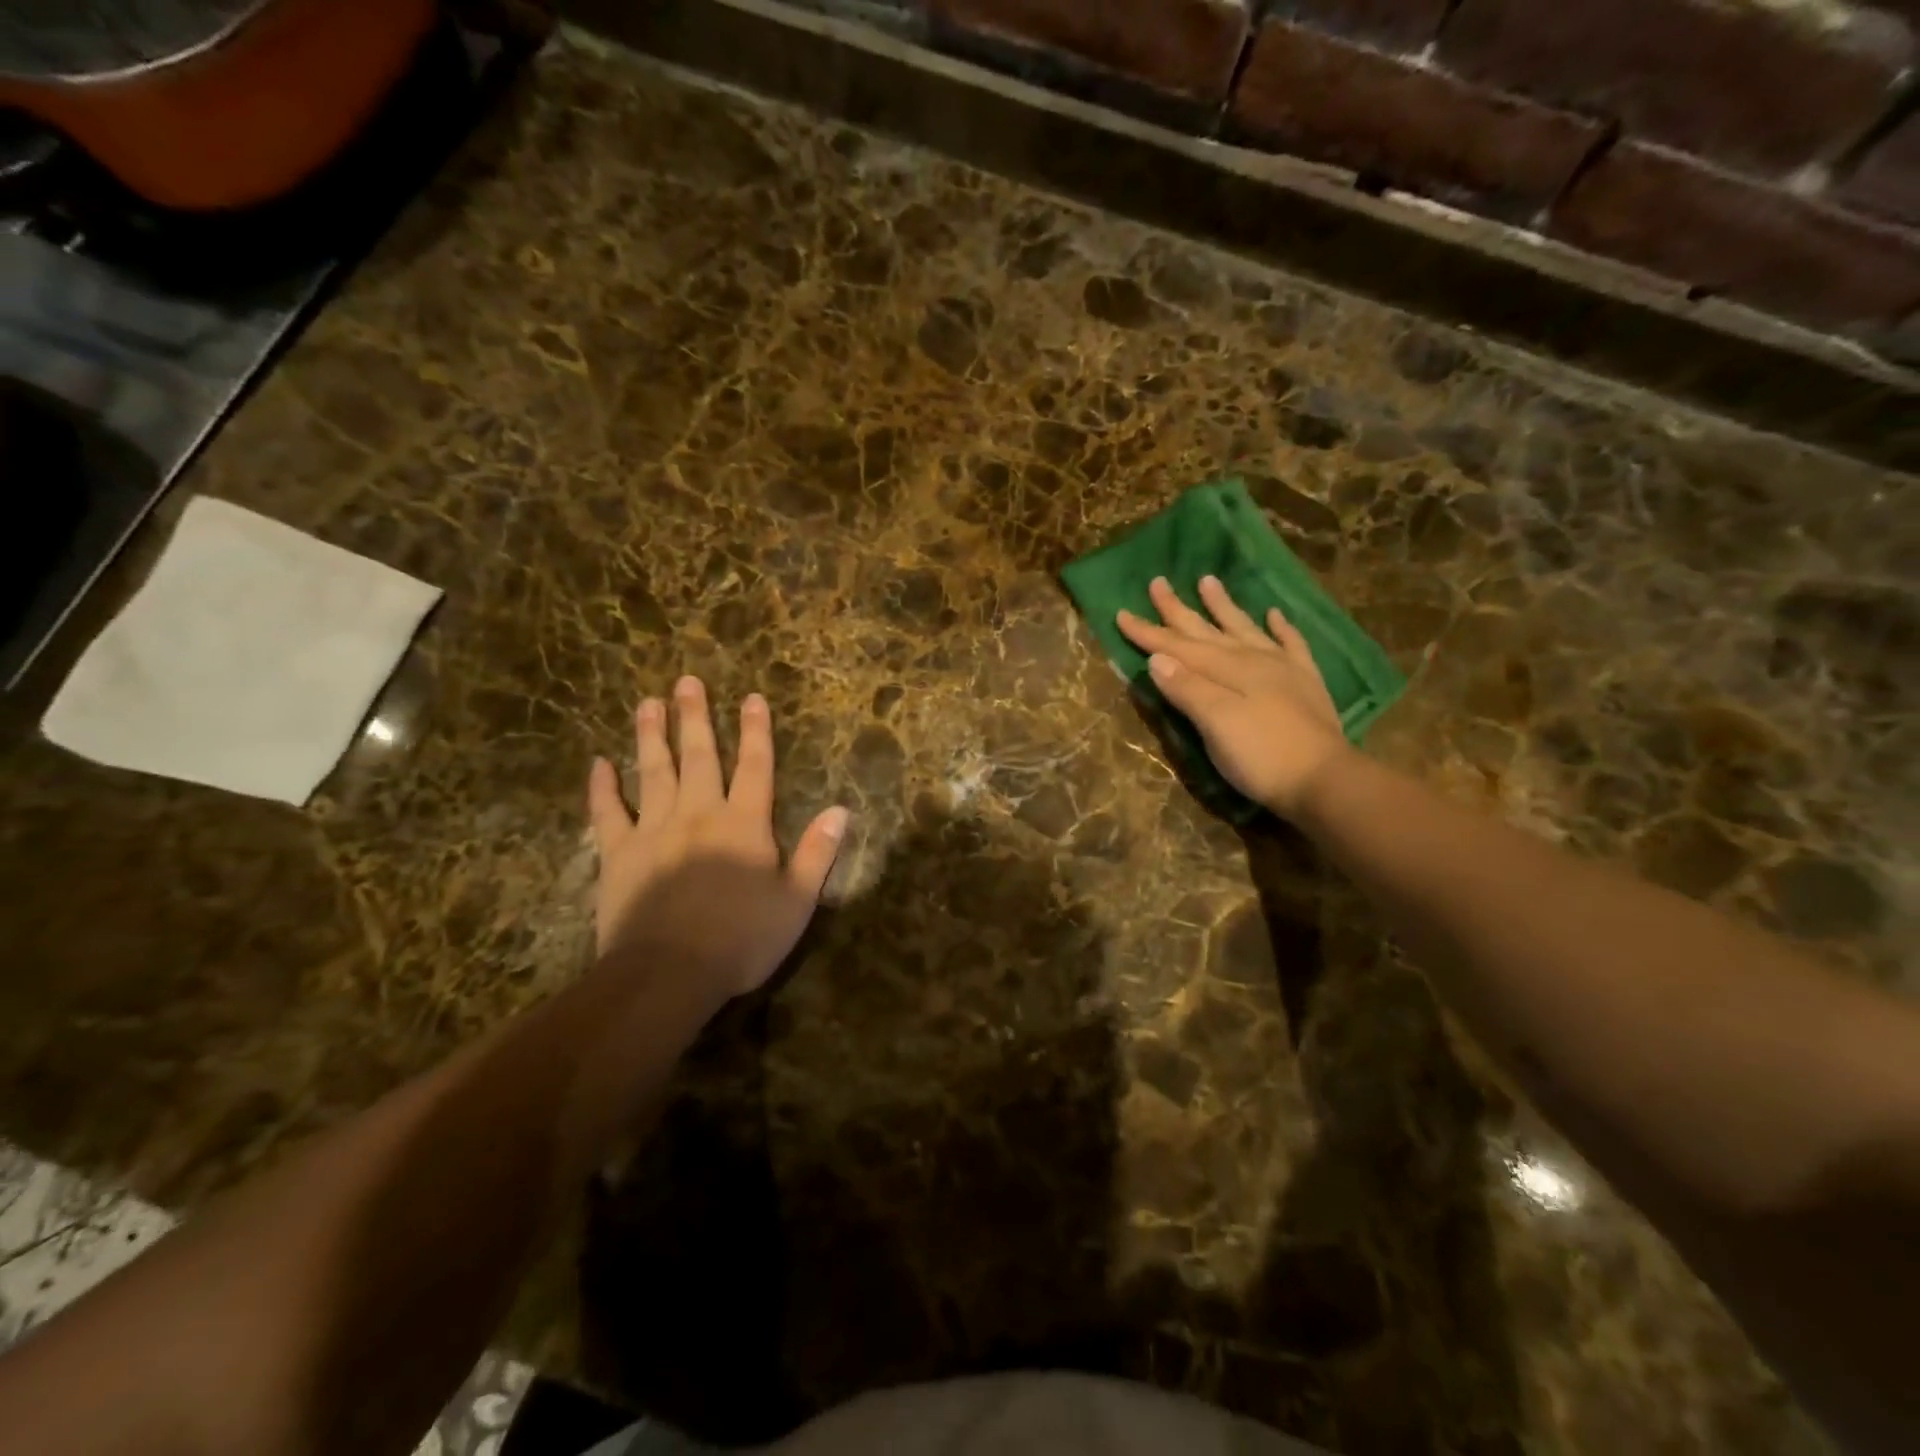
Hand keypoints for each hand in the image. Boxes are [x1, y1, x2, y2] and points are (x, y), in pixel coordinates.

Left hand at [587, 676, 848, 998]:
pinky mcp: (619, 854)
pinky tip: (598, 763)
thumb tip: (840, 810)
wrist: (668, 973)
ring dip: (652, 736)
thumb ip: (818, 853)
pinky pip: (608, 813)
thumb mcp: (797, 901)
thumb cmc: (741, 939)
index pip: (756, 766)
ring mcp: (654, 830)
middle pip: (700, 757)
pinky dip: (602, 788)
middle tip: (687, 682)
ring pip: (654, 772)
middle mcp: (700, 814)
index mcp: (745, 824)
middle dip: (696, 718)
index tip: (752, 697)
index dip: (757, 731)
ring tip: (647, 703)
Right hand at [1118, 576, 1349, 817]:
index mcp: (1226, 670)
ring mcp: (1282, 669)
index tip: (1121, 612)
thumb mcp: (1216, 724)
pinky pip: (1291, 645)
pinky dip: (1280, 628)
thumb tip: (1156, 658)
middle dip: (1179, 610)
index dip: (1148, 632)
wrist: (1324, 780)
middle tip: (1158, 583)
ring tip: (1208, 581)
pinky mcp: (1305, 684)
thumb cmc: (1261, 755)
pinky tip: (1274, 615)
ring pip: (1245, 629)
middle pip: (1207, 632)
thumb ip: (1187, 689)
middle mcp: (1252, 660)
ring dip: (1224, 607)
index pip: (1177, 647)